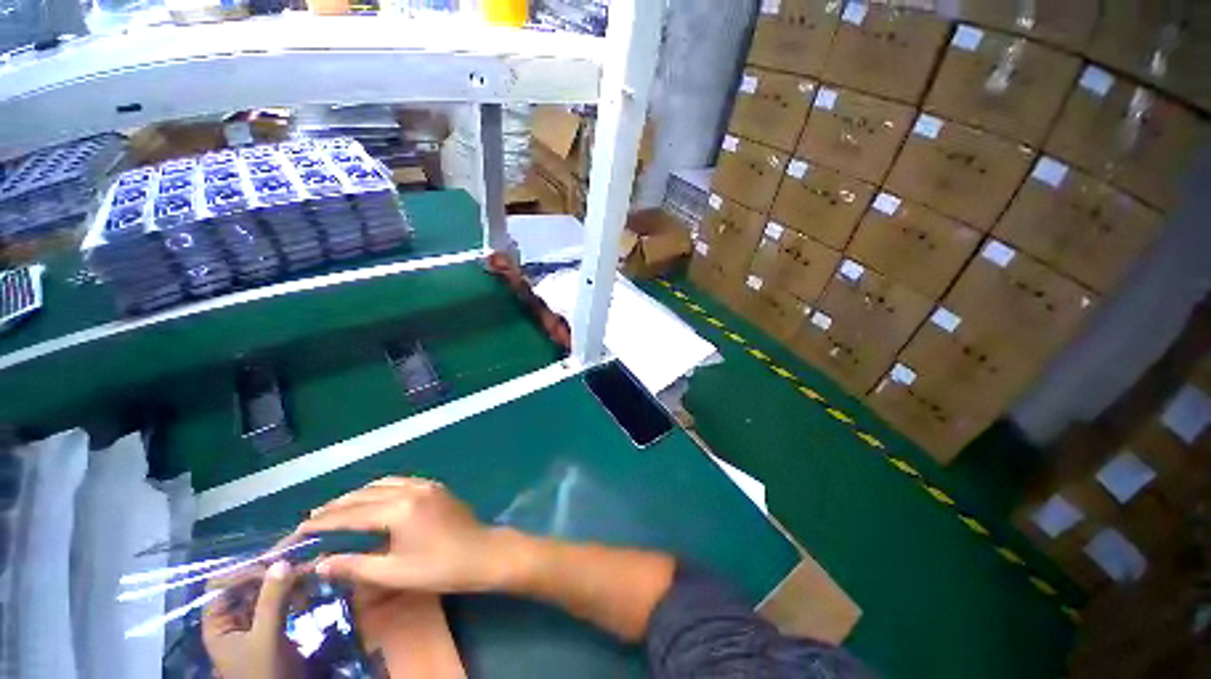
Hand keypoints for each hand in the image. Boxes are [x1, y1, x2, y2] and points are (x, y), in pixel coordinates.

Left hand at [202, 561, 301, 678]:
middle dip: (274, 572)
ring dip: (287, 579)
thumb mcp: (267, 638)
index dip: (245, 571)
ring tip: (312, 568)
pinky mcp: (271, 626)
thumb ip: (272, 601)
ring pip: (266, 591)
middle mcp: (232, 619)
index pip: (223, 585)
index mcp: (218, 623)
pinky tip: (310, 585)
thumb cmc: (264, 672)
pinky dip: (293, 590)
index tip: (276, 563)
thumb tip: (281, 561)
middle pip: (246, 585)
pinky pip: (279, 601)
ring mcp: (252, 623)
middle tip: (303, 559)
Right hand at [299, 477, 507, 592]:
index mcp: (400, 509)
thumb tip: (320, 563)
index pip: (352, 514)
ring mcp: (427, 485)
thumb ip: (355, 565)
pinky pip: (402, 481)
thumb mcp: (394, 573)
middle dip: (338, 504)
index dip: (324, 521)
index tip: (300, 527)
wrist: (482, 553)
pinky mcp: (437, 487)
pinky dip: (381, 488)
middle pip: (366, 493)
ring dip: (359, 494)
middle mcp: (412, 490)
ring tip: (338, 507)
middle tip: (313, 517)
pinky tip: (374, 498)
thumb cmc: (439, 568)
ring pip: (384, 483)